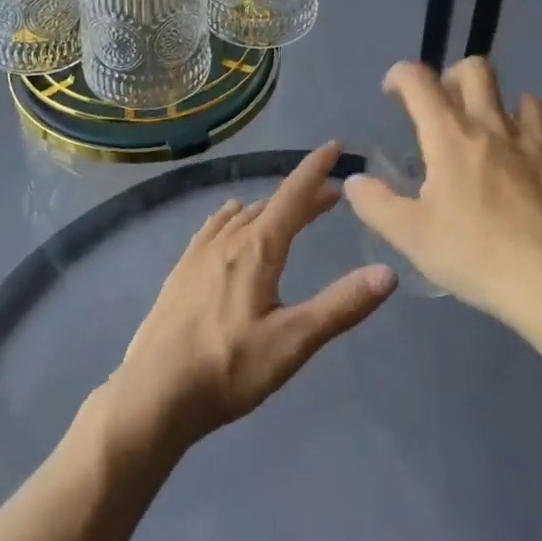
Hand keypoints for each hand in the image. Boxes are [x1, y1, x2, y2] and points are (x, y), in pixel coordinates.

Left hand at [99, 143, 396, 454]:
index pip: (294, 195)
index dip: (316, 169)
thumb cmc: (229, 368)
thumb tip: (388, 272)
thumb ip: (341, 306)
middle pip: (271, 205)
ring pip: (242, 216)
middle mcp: (228, 240)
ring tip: (287, 211)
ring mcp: (199, 254)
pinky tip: (228, 223)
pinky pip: (214, 228)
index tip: (336, 146)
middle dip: (302, 196)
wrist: (153, 393)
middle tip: (330, 197)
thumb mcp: (294, 341)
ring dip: (270, 208)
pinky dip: (234, 218)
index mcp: (258, 248)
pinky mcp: (181, 272)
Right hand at [345, 58, 541, 328]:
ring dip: (500, 106)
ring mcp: (537, 143)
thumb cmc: (478, 255)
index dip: (401, 75)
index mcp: (451, 135)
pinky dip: (531, 143)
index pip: (420, 80)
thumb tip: (354, 181)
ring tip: (490, 136)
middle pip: (476, 70)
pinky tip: (527, 175)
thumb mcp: (411, 236)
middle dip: (453, 76)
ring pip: (521, 98)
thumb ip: (376, 204)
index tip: (393, 92)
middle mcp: (494, 126)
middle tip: (442, 107)